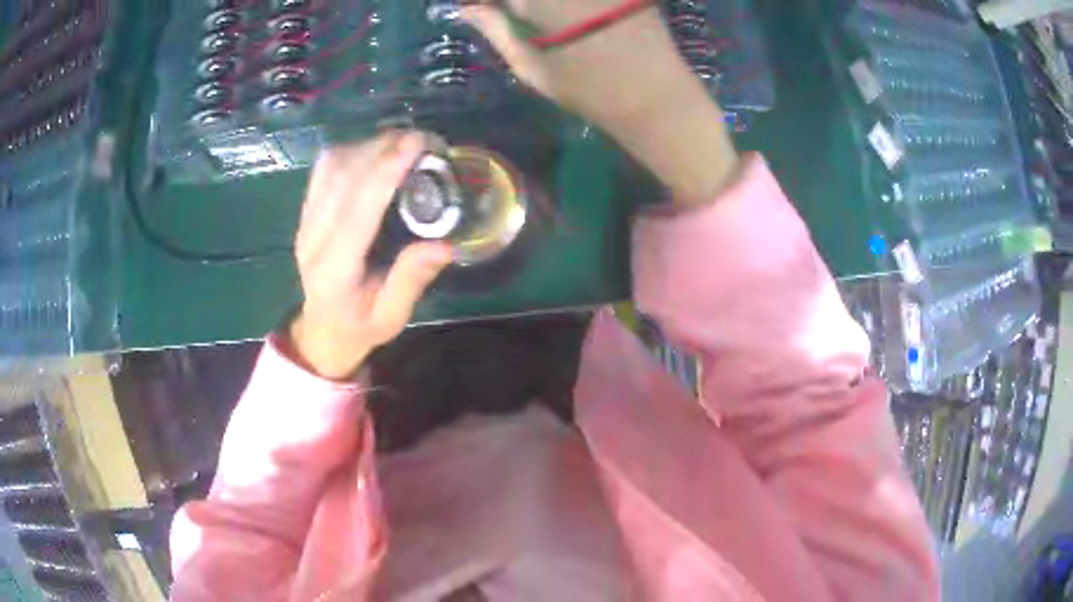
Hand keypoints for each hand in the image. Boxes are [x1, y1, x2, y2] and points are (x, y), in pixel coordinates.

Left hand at [288, 132, 452, 379]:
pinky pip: (324, 169)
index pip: (357, 210)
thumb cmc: (360, 326)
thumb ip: (411, 281)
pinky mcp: (306, 212)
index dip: (385, 171)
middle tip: (424, 139)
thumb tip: (443, 245)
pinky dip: (352, 150)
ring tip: (404, 142)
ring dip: (368, 145)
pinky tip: (376, 150)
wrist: (321, 330)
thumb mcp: (391, 317)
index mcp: (335, 270)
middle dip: (382, 148)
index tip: (415, 144)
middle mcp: (313, 239)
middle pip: (342, 177)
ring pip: (331, 167)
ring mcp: (306, 222)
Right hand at [460, 0, 688, 131]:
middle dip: (513, 2)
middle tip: (502, 12)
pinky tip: (561, 11)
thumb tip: (468, 9)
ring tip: (531, 15)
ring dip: (536, 3)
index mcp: (539, 0)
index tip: (474, 5)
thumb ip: (496, 30)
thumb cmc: (588, 90)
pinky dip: (563, 3)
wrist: (657, 97)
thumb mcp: (531, 66)